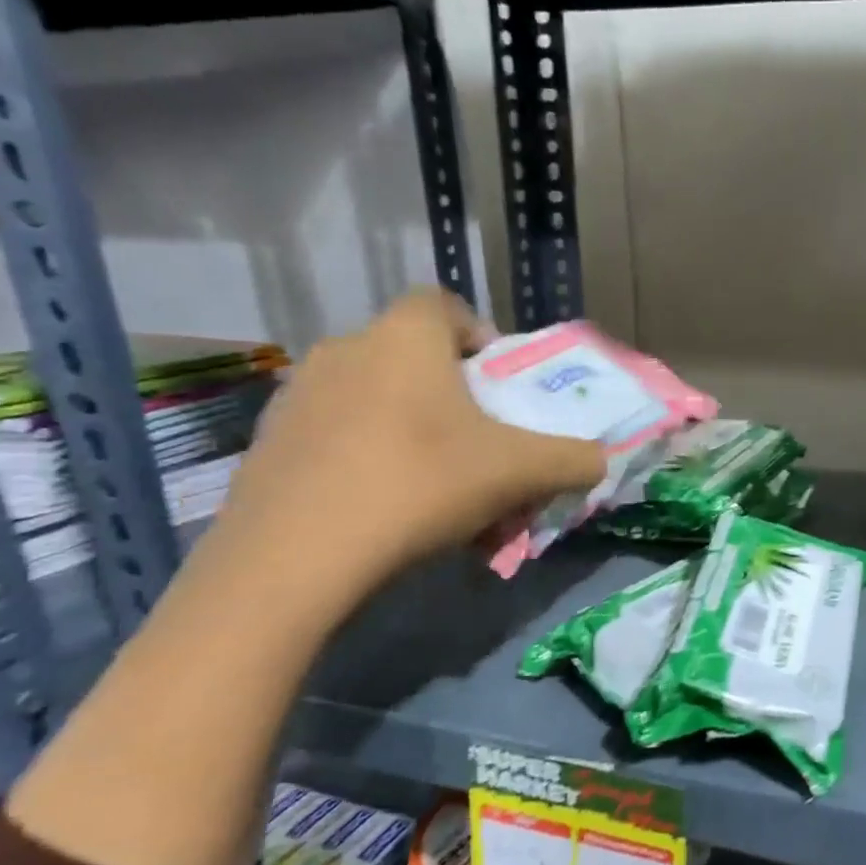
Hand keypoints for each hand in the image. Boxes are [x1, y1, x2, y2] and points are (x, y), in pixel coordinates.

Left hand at [208, 289, 604, 613]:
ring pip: (377, 403)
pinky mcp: (266, 444)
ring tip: (439, 492)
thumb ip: (574, 459)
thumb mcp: (522, 472)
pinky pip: (337, 439)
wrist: (294, 557)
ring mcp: (297, 396)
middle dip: (455, 402)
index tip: (501, 390)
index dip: (481, 339)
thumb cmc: (422, 484)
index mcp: (404, 337)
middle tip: (481, 451)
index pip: (446, 307)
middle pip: (415, 361)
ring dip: (414, 435)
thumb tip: (599, 460)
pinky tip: (386, 514)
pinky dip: (369, 463)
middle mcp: (345, 349)